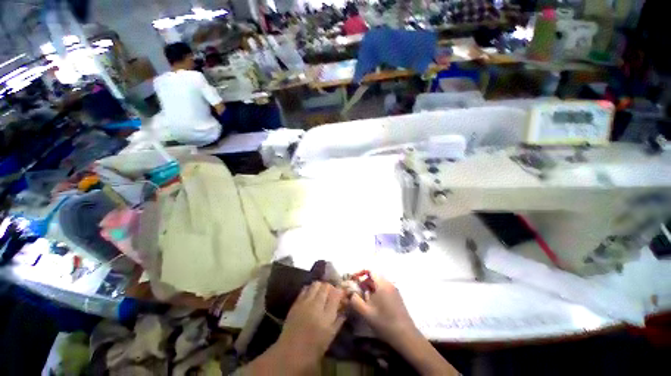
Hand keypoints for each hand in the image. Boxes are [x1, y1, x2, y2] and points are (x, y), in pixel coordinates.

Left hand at [275, 282, 345, 370]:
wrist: (290, 354)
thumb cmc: (314, 349)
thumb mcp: (330, 337)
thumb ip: (338, 320)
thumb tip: (344, 308)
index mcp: (326, 317)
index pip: (336, 294)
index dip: (340, 291)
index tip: (341, 295)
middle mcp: (316, 306)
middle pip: (326, 286)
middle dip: (331, 288)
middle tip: (332, 294)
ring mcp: (304, 303)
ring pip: (316, 284)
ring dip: (321, 286)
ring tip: (322, 293)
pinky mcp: (296, 303)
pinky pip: (305, 288)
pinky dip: (310, 289)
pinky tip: (311, 295)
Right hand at [349, 275, 415, 344]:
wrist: (406, 336)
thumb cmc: (385, 323)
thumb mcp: (366, 313)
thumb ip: (355, 301)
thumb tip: (350, 293)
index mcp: (382, 284)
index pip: (370, 270)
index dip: (360, 272)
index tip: (353, 280)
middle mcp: (389, 284)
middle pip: (374, 276)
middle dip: (364, 282)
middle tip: (356, 291)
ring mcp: (394, 290)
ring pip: (378, 283)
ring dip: (369, 288)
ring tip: (363, 299)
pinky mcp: (396, 297)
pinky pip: (384, 289)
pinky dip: (376, 292)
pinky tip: (373, 304)